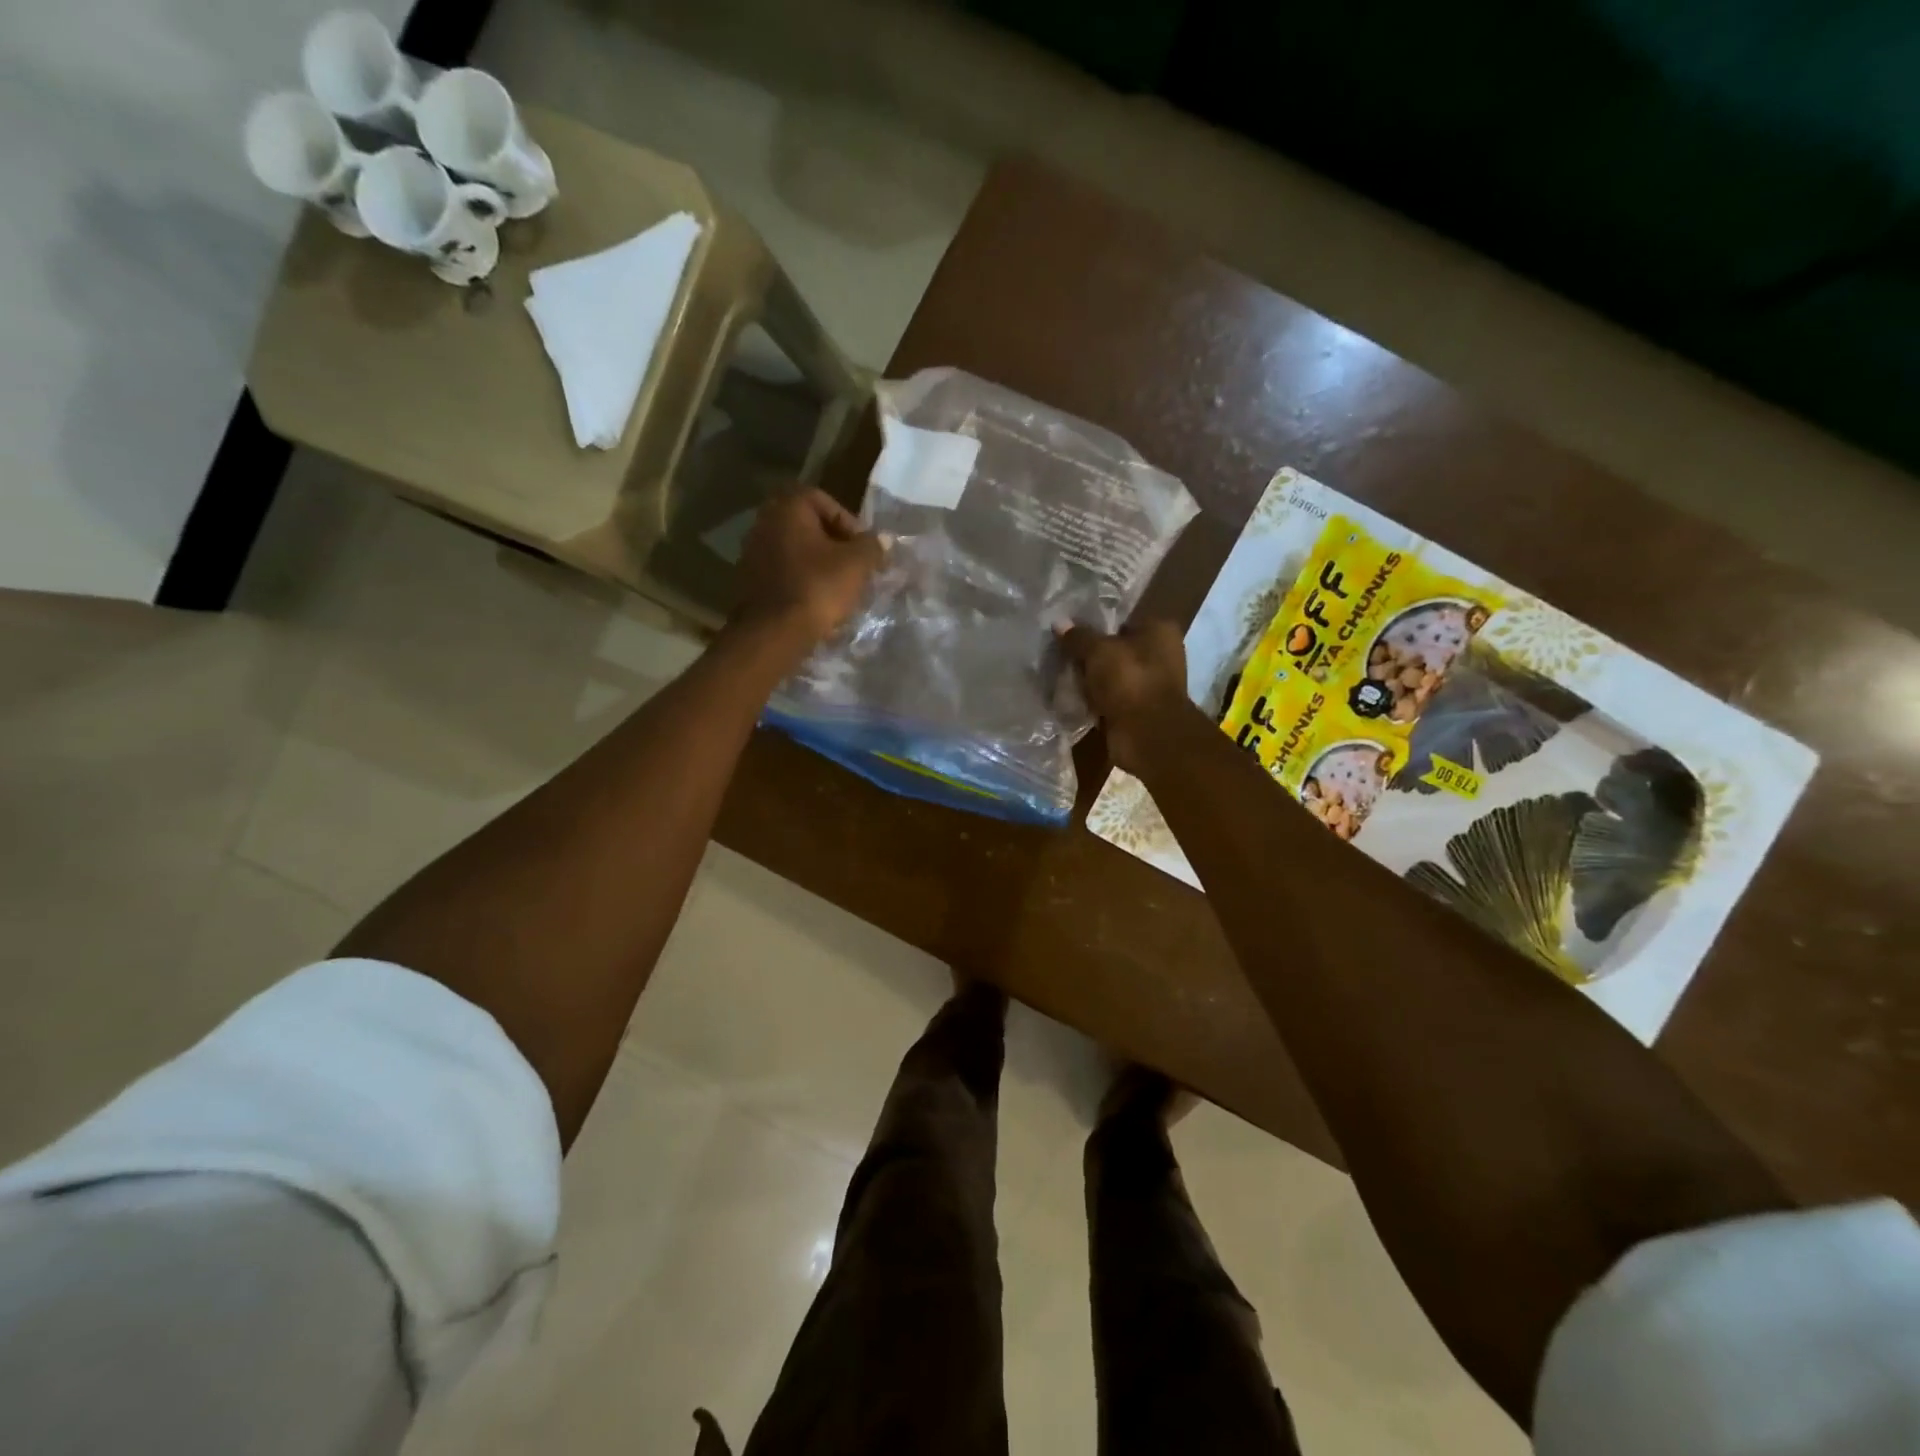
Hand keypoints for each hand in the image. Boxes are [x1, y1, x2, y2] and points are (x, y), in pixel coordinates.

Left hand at [733, 488, 884, 645]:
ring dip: (818, 565)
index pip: (823, 501)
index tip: (862, 548)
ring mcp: (751, 553)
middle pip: (808, 527)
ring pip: (795, 551)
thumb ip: (873, 546)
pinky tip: (817, 602)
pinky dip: (801, 582)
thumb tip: (882, 540)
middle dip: (834, 545)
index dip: (848, 522)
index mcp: (787, 508)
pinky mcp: (748, 582)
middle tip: (854, 566)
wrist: (773, 633)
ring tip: (839, 587)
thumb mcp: (857, 564)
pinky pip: (783, 574)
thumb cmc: (818, 588)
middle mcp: (764, 523)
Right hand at [1057, 620, 1197, 775]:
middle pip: (1117, 650)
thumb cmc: (1129, 680)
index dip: (1097, 625)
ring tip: (1062, 676)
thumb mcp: (1098, 651)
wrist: (1147, 735)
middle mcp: (1160, 655)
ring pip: (1112, 677)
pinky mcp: (1138, 711)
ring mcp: (1150, 685)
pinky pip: (1110, 699)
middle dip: (1091, 655)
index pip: (1123, 621)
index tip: (1071, 631)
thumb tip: (1059, 623)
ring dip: (1091, 680)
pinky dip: (1095, 701)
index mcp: (1160, 631)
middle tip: (1062, 654)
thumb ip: (1078, 637)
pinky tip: (1072, 698)